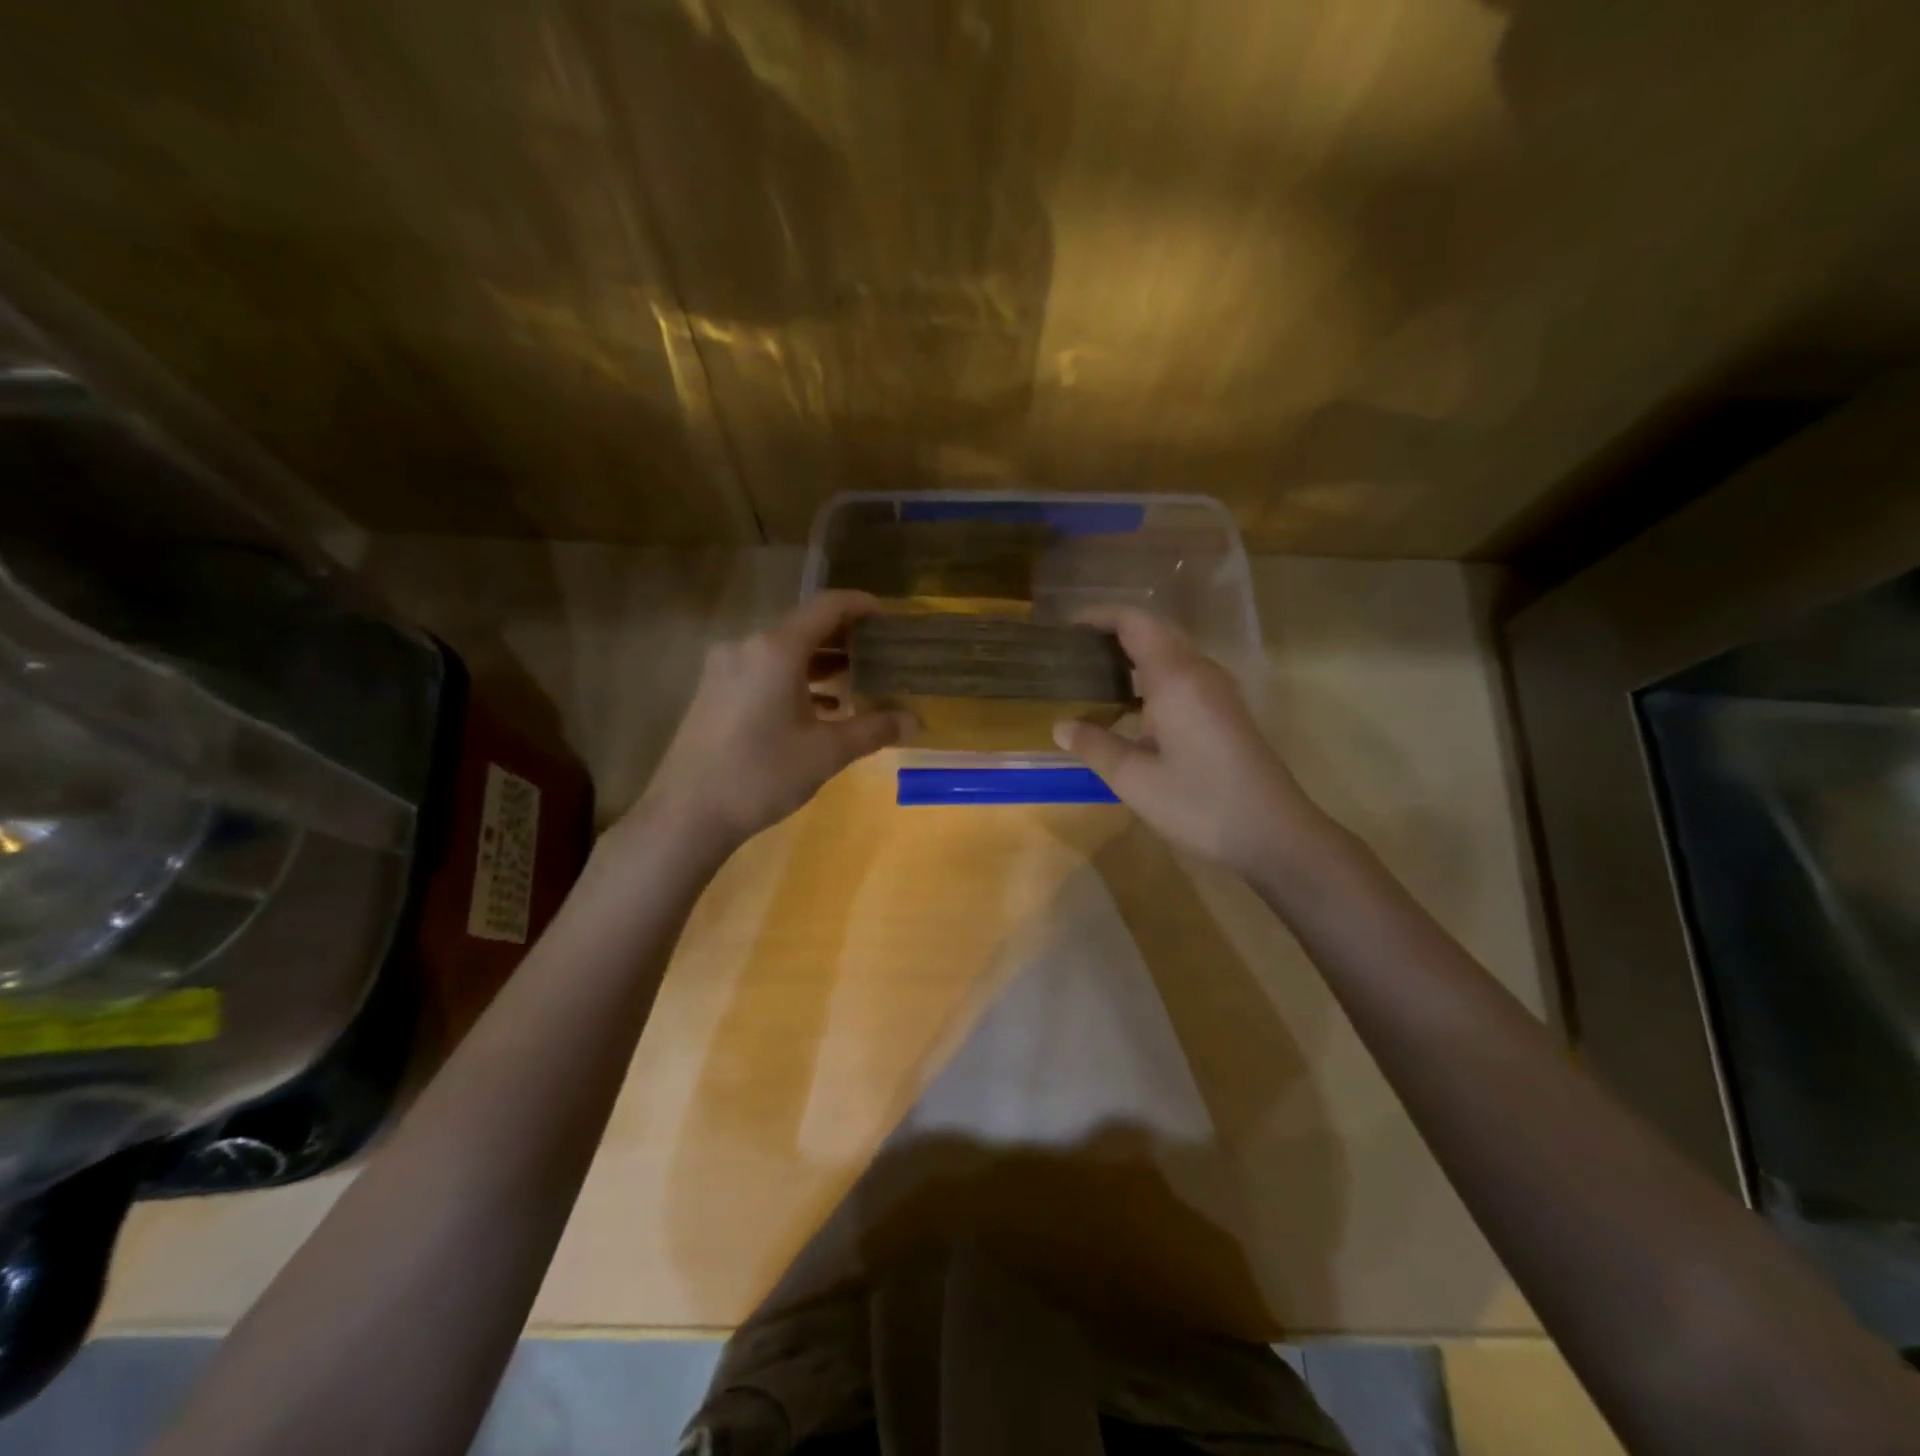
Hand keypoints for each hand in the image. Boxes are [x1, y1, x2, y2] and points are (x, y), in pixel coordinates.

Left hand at [633, 592, 914, 857]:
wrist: (687, 813)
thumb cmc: (762, 774)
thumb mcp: (826, 752)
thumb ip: (873, 730)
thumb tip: (914, 721)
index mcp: (777, 649)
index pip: (827, 606)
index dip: (862, 606)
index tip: (889, 617)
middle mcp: (747, 647)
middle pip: (805, 627)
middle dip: (845, 638)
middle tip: (881, 653)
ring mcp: (725, 669)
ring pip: (783, 652)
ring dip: (821, 662)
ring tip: (857, 680)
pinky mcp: (714, 692)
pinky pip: (763, 671)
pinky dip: (795, 680)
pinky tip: (819, 707)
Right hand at [1052, 607, 1328, 873]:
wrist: (1273, 834)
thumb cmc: (1199, 803)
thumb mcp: (1134, 779)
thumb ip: (1094, 746)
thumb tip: (1061, 726)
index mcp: (1176, 677)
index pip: (1135, 622)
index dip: (1099, 618)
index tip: (1066, 632)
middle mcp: (1200, 672)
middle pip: (1154, 633)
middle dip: (1112, 637)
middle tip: (1073, 659)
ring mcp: (1219, 691)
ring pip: (1171, 656)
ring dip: (1133, 660)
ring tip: (1094, 682)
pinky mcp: (1227, 711)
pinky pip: (1184, 678)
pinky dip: (1152, 680)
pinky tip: (1131, 711)